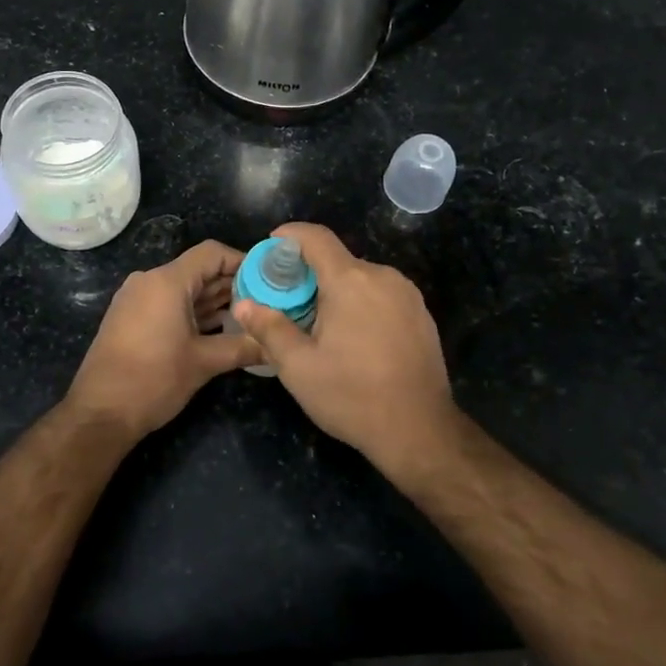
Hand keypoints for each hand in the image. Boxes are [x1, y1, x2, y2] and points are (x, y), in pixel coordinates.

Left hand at [64, 239, 261, 438]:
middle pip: (198, 270)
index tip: (268, 278)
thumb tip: (275, 345)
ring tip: (249, 315)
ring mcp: (137, 299)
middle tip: (266, 301)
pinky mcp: (131, 317)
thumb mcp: (204, 363)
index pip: (212, 253)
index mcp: (167, 282)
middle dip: (232, 284)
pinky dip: (193, 311)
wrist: (100, 413)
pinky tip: (218, 328)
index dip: (242, 261)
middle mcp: (149, 281)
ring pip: (184, 288)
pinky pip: (168, 302)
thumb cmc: (153, 380)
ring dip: (214, 300)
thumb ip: (242, 347)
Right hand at [231, 223, 458, 467]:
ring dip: (337, 292)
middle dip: (310, 274)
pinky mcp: (422, 315)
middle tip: (287, 302)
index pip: (316, 237)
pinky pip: (382, 297)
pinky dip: (361, 305)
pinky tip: (354, 340)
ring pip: (361, 280)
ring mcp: (407, 295)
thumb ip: (269, 328)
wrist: (420, 430)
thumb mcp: (298, 367)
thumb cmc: (352, 396)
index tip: (270, 247)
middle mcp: (382, 276)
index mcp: (350, 280)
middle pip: (338, 261)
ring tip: (319, 326)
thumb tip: (243, 305)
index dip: (290, 235)